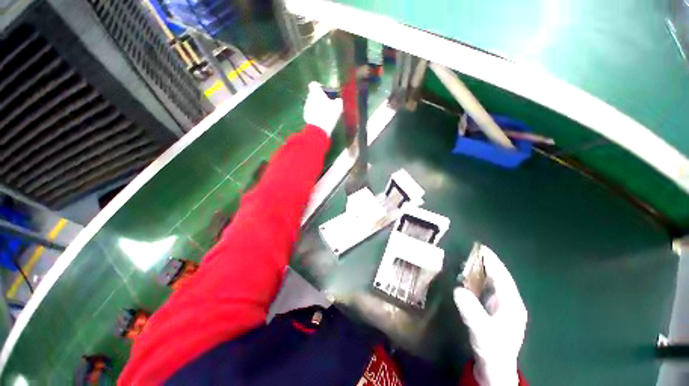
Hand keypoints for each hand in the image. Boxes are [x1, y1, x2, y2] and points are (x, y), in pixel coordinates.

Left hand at [304, 81, 342, 135]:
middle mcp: (309, 98)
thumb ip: (338, 100)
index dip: (319, 86)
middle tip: (329, 102)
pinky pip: (311, 110)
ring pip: (312, 102)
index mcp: (316, 93)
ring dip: (318, 105)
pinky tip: (323, 118)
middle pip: (313, 94)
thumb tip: (338, 100)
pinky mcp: (305, 115)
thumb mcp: (338, 106)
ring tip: (326, 111)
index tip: (325, 91)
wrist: (318, 129)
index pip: (314, 84)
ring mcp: (306, 107)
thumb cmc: (328, 114)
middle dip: (320, 97)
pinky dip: (316, 112)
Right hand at [454, 245, 526, 385]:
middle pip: (502, 282)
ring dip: (488, 280)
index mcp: (513, 304)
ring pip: (499, 291)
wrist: (497, 371)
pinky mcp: (501, 322)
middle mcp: (513, 305)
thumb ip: (471, 309)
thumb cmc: (492, 349)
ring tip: (473, 269)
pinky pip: (493, 301)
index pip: (503, 277)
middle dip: (490, 268)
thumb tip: (458, 289)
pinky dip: (485, 293)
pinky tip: (477, 293)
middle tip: (474, 257)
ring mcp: (508, 314)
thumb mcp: (481, 330)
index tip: (481, 249)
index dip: (493, 262)